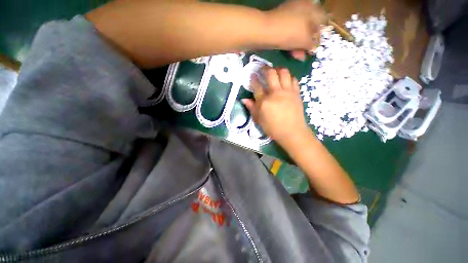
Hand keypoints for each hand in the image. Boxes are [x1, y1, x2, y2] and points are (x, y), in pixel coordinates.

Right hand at [242, 67, 310, 146]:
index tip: (252, 75)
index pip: (257, 86)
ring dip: (278, 69)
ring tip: (275, 71)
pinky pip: (293, 79)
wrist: (292, 132)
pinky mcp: (296, 93)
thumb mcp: (259, 120)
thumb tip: (244, 99)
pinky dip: (289, 77)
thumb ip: (252, 108)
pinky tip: (285, 80)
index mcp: (264, 102)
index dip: (253, 79)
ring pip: (284, 72)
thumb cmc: (273, 128)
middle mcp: (275, 93)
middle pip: (270, 74)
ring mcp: (287, 92)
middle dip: (265, 68)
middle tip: (262, 68)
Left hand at [266, 0, 326, 60]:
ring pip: (298, 32)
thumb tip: (315, 47)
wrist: (264, 32)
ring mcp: (289, 15)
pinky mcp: (280, 23)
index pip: (323, 20)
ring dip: (299, 45)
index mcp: (311, 8)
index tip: (317, 46)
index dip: (321, 34)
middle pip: (310, 26)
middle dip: (309, 42)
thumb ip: (312, 43)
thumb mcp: (305, 39)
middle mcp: (302, 8)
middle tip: (307, 53)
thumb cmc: (289, 33)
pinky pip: (289, 34)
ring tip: (298, 57)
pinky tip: (291, 53)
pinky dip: (291, 43)